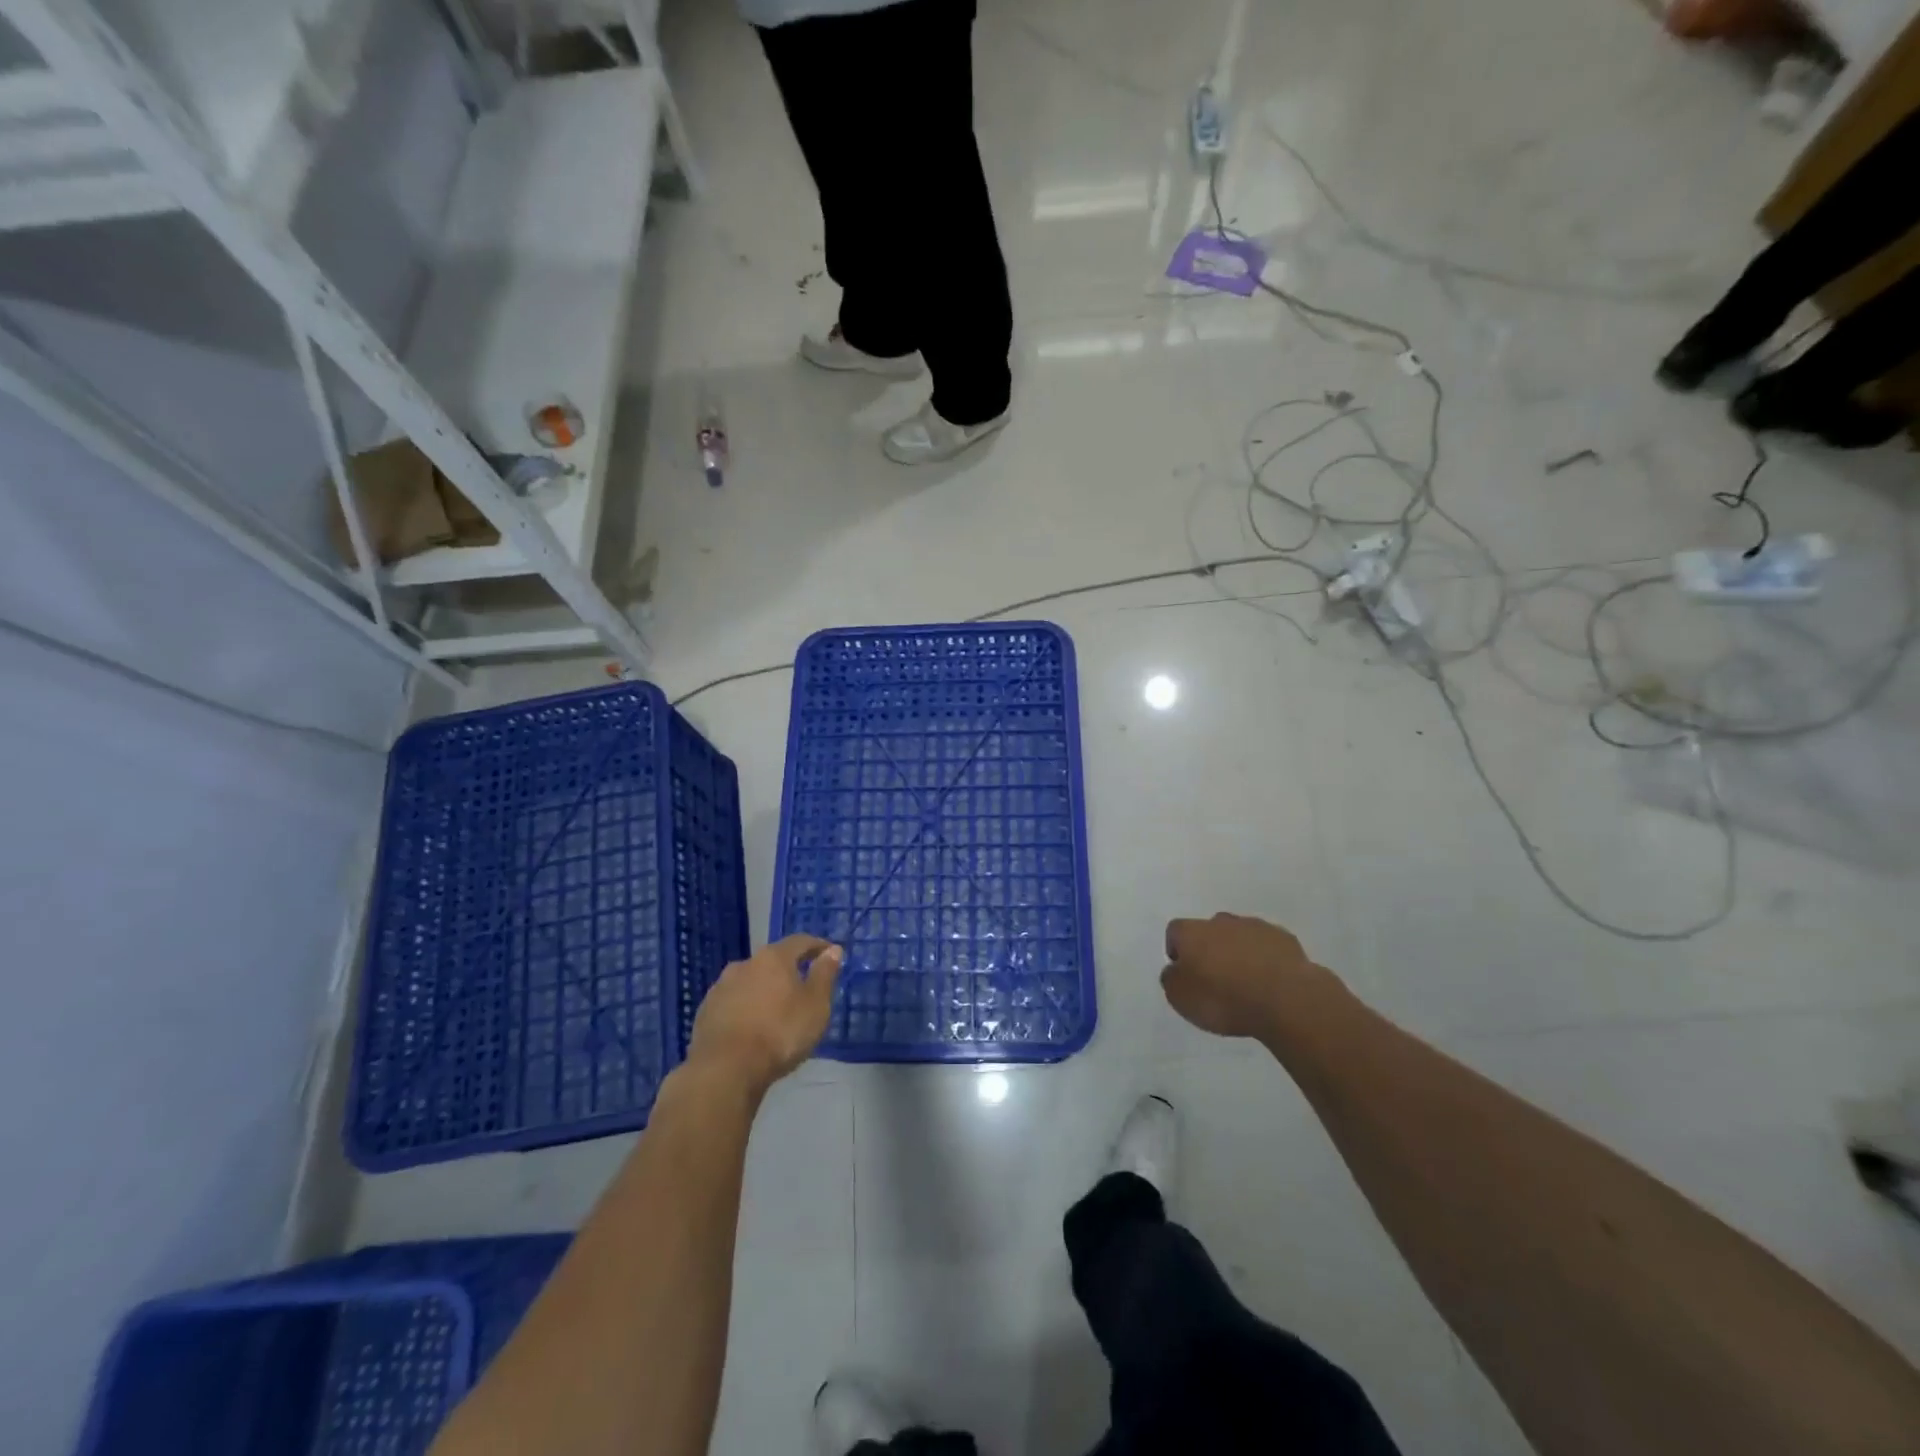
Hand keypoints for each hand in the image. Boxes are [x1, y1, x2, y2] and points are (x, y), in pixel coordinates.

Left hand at [686, 935, 843, 1096]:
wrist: (725, 1069)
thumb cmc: (780, 1033)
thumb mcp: (815, 1005)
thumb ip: (824, 975)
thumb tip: (833, 950)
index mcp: (773, 958)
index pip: (800, 941)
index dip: (817, 946)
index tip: (830, 953)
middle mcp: (744, 964)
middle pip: (772, 961)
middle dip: (788, 970)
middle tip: (802, 987)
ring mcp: (720, 988)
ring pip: (750, 982)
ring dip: (764, 990)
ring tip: (776, 1010)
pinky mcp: (705, 1012)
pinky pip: (733, 1003)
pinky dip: (745, 1008)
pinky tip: (751, 1026)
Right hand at [1161, 913, 1341, 1040]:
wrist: (1285, 999)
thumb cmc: (1224, 999)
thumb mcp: (1181, 999)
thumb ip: (1172, 980)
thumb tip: (1174, 970)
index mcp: (1192, 932)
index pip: (1175, 932)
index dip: (1177, 952)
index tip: (1185, 974)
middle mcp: (1221, 921)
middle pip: (1209, 931)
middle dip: (1210, 950)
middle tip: (1215, 980)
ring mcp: (1255, 927)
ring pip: (1240, 936)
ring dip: (1239, 953)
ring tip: (1246, 984)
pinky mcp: (1285, 939)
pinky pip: (1267, 946)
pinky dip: (1265, 960)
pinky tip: (1270, 983)